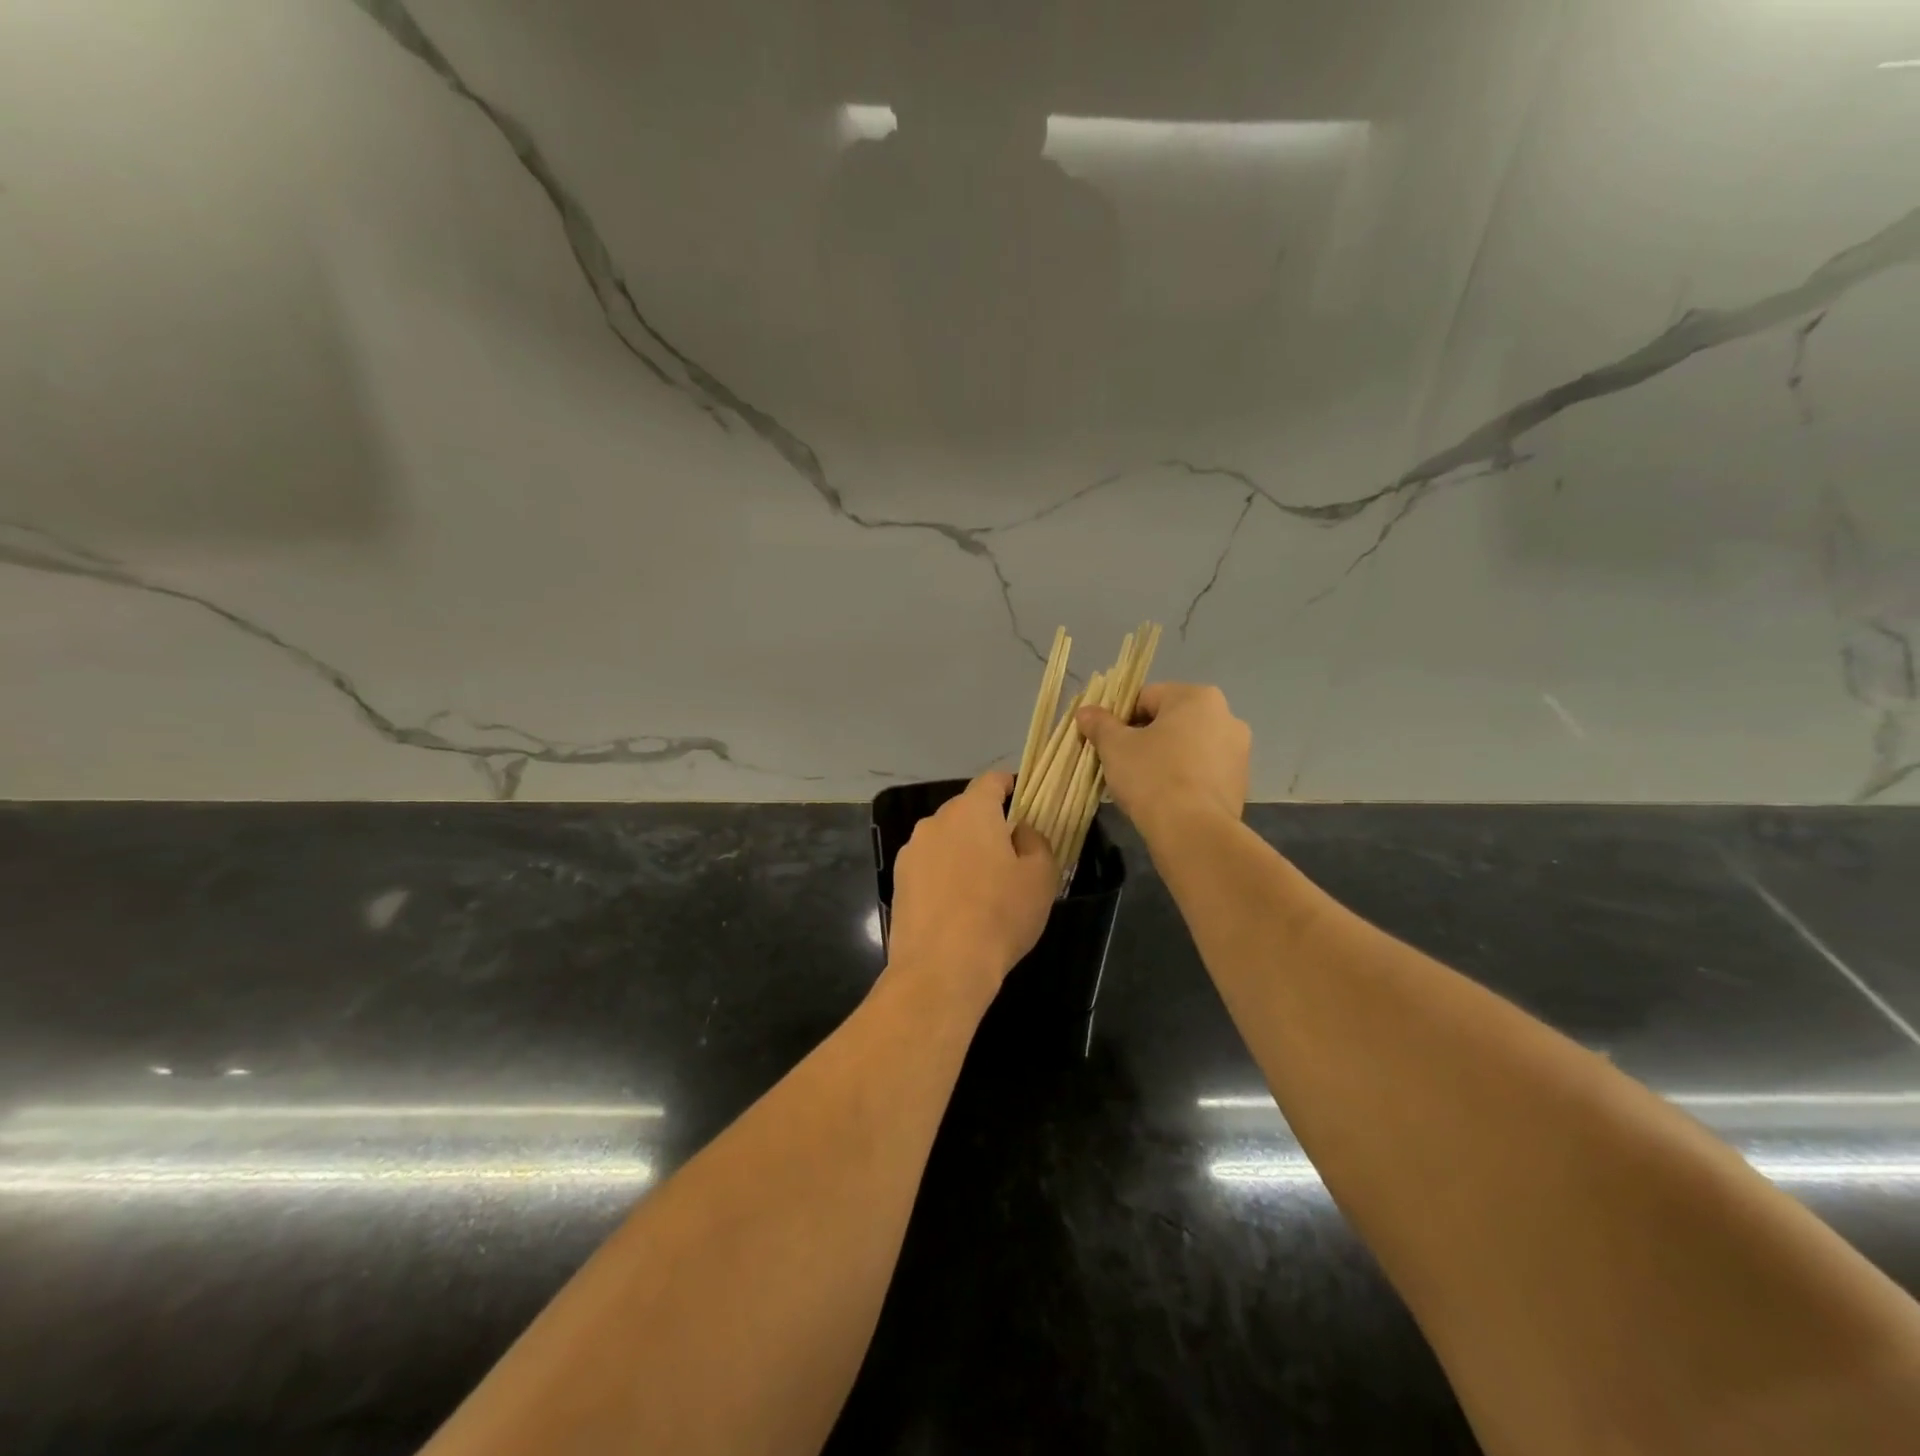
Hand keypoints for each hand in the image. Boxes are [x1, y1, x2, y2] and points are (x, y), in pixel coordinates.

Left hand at [886, 772, 1057, 1005]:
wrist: (941, 968)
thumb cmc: (999, 915)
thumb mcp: (1040, 877)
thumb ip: (1035, 841)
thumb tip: (1018, 831)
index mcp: (971, 811)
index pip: (991, 781)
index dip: (1010, 786)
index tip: (1023, 800)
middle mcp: (935, 822)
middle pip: (966, 810)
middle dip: (987, 824)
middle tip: (1010, 853)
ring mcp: (911, 852)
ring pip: (945, 839)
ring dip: (963, 851)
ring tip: (981, 885)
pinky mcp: (898, 881)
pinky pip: (929, 866)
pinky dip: (944, 875)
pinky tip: (956, 905)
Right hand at [1076, 683, 1249, 833]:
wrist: (1193, 832)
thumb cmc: (1152, 777)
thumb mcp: (1115, 747)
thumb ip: (1100, 724)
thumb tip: (1086, 712)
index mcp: (1197, 697)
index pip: (1146, 697)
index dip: (1119, 717)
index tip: (1105, 741)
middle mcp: (1226, 716)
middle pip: (1170, 721)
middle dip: (1144, 738)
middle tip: (1120, 762)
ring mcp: (1239, 751)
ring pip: (1188, 746)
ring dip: (1165, 757)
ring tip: (1141, 784)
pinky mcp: (1240, 782)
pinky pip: (1202, 771)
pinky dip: (1184, 778)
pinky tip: (1165, 798)